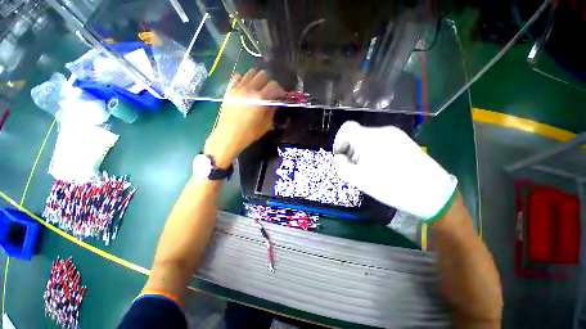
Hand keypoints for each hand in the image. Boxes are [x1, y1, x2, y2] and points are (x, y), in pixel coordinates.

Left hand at [204, 69, 283, 167]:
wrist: (229, 135)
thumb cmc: (250, 133)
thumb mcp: (266, 124)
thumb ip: (272, 111)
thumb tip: (275, 103)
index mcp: (260, 99)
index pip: (274, 86)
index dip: (280, 90)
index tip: (280, 96)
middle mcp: (249, 89)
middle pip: (263, 74)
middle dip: (269, 82)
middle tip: (269, 92)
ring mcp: (238, 88)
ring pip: (250, 72)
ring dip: (257, 79)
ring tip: (258, 89)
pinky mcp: (229, 89)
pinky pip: (238, 76)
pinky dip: (244, 79)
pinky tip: (246, 88)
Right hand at [333, 121, 457, 220]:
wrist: (432, 193)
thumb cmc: (392, 187)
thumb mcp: (360, 180)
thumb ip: (342, 166)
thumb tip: (340, 157)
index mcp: (371, 138)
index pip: (347, 128)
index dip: (339, 140)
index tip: (340, 155)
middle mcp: (383, 131)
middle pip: (357, 134)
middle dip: (351, 149)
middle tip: (354, 166)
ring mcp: (395, 135)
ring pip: (369, 139)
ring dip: (362, 151)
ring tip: (368, 168)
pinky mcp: (403, 141)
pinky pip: (380, 142)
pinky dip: (373, 151)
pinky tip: (380, 166)